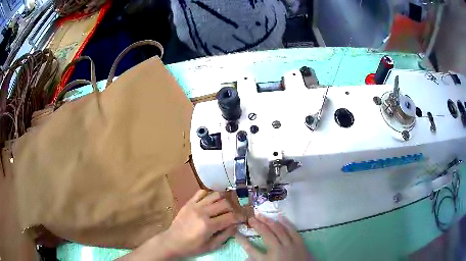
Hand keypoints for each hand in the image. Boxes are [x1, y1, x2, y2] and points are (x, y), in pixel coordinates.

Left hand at [162, 190, 243, 257]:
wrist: (171, 241)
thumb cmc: (192, 247)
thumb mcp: (211, 246)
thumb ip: (225, 235)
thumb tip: (236, 225)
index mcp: (208, 225)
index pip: (230, 217)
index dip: (240, 217)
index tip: (244, 218)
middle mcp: (202, 212)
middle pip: (225, 203)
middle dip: (234, 208)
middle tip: (236, 213)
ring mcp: (194, 205)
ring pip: (215, 195)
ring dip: (224, 199)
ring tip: (226, 206)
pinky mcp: (188, 202)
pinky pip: (202, 192)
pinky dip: (210, 195)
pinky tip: (212, 202)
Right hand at [235, 214, 313, 260]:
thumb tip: (245, 258)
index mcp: (267, 260)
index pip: (251, 249)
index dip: (242, 240)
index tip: (236, 232)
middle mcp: (278, 249)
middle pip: (266, 234)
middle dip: (257, 225)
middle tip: (250, 217)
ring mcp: (290, 245)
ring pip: (278, 229)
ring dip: (268, 221)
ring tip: (260, 214)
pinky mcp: (300, 243)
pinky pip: (292, 230)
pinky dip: (286, 222)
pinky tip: (280, 216)